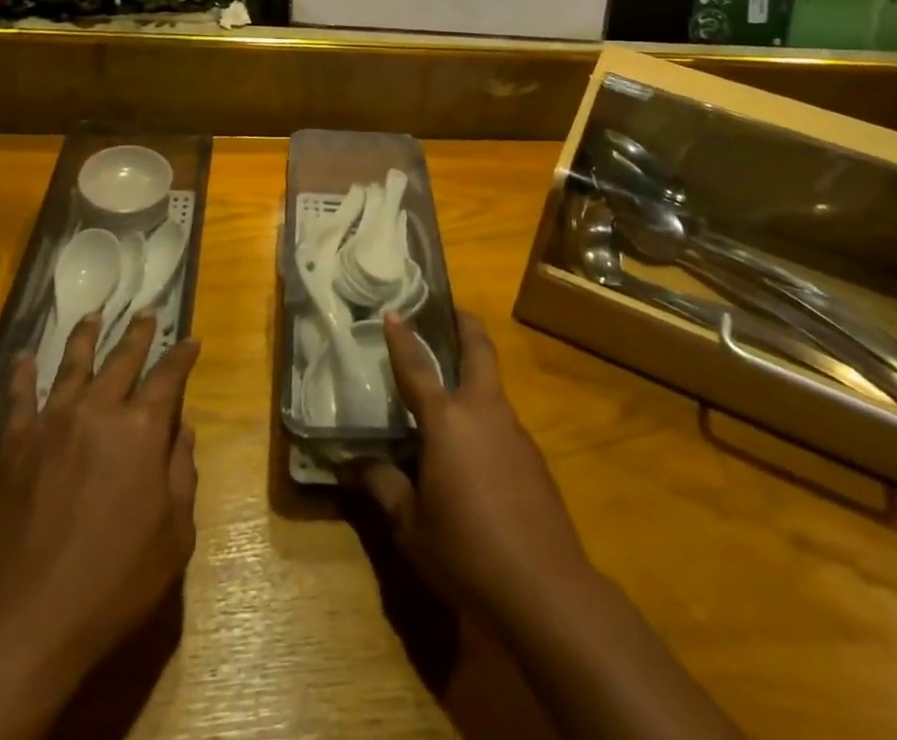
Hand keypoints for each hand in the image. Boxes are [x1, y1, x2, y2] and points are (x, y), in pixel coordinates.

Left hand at [0, 311, 199, 704]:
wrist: (26, 622)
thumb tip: (182, 429)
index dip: (183, 355)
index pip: (170, 376)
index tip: (191, 339)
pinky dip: (21, 375)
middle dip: (139, 333)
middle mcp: (99, 410)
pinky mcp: (14, 445)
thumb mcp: (174, 534)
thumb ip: (181, 472)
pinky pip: (18, 398)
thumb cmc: (114, 581)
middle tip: (147, 313)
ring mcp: (52, 423)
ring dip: (86, 337)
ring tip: (92, 315)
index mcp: (143, 429)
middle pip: (123, 358)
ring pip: (72, 365)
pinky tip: (22, 358)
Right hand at [350, 313, 741, 738]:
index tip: (394, 311)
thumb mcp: (411, 527)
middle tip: (450, 310)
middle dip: (465, 324)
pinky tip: (474, 449)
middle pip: (479, 350)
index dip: (403, 338)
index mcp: (447, 421)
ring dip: (476, 371)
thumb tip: (352, 464)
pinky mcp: (533, 456)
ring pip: (493, 385)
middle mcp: (483, 412)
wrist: (544, 587)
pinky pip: (503, 421)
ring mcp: (514, 431)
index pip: (418, 368)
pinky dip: (485, 415)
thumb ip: (384, 487)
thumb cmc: (466, 552)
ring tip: (452, 385)